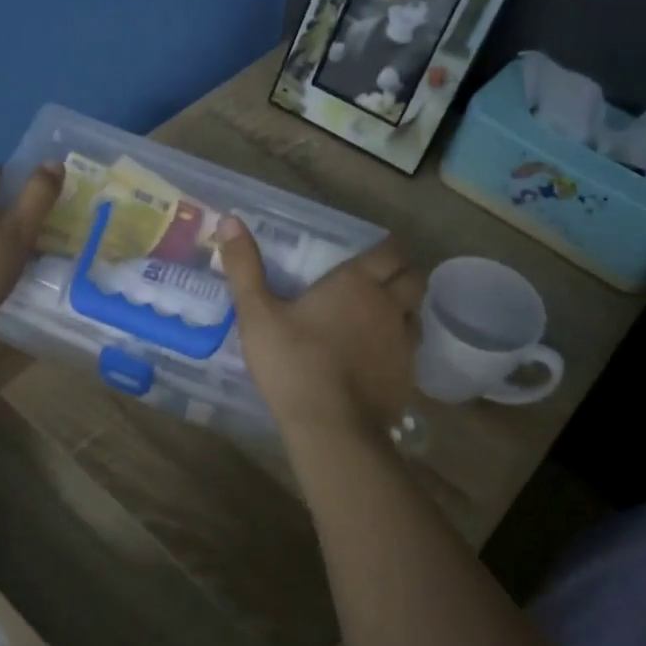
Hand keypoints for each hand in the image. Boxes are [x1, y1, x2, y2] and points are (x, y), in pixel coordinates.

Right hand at [217, 216, 423, 436]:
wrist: (331, 426)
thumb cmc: (292, 363)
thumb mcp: (257, 314)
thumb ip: (244, 268)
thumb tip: (230, 219)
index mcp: (357, 283)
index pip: (390, 251)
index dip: (385, 249)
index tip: (372, 253)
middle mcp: (388, 305)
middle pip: (414, 279)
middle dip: (401, 275)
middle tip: (377, 283)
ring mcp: (403, 343)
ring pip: (416, 315)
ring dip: (403, 311)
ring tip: (379, 320)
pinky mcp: (408, 376)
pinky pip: (411, 351)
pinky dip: (399, 347)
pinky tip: (377, 360)